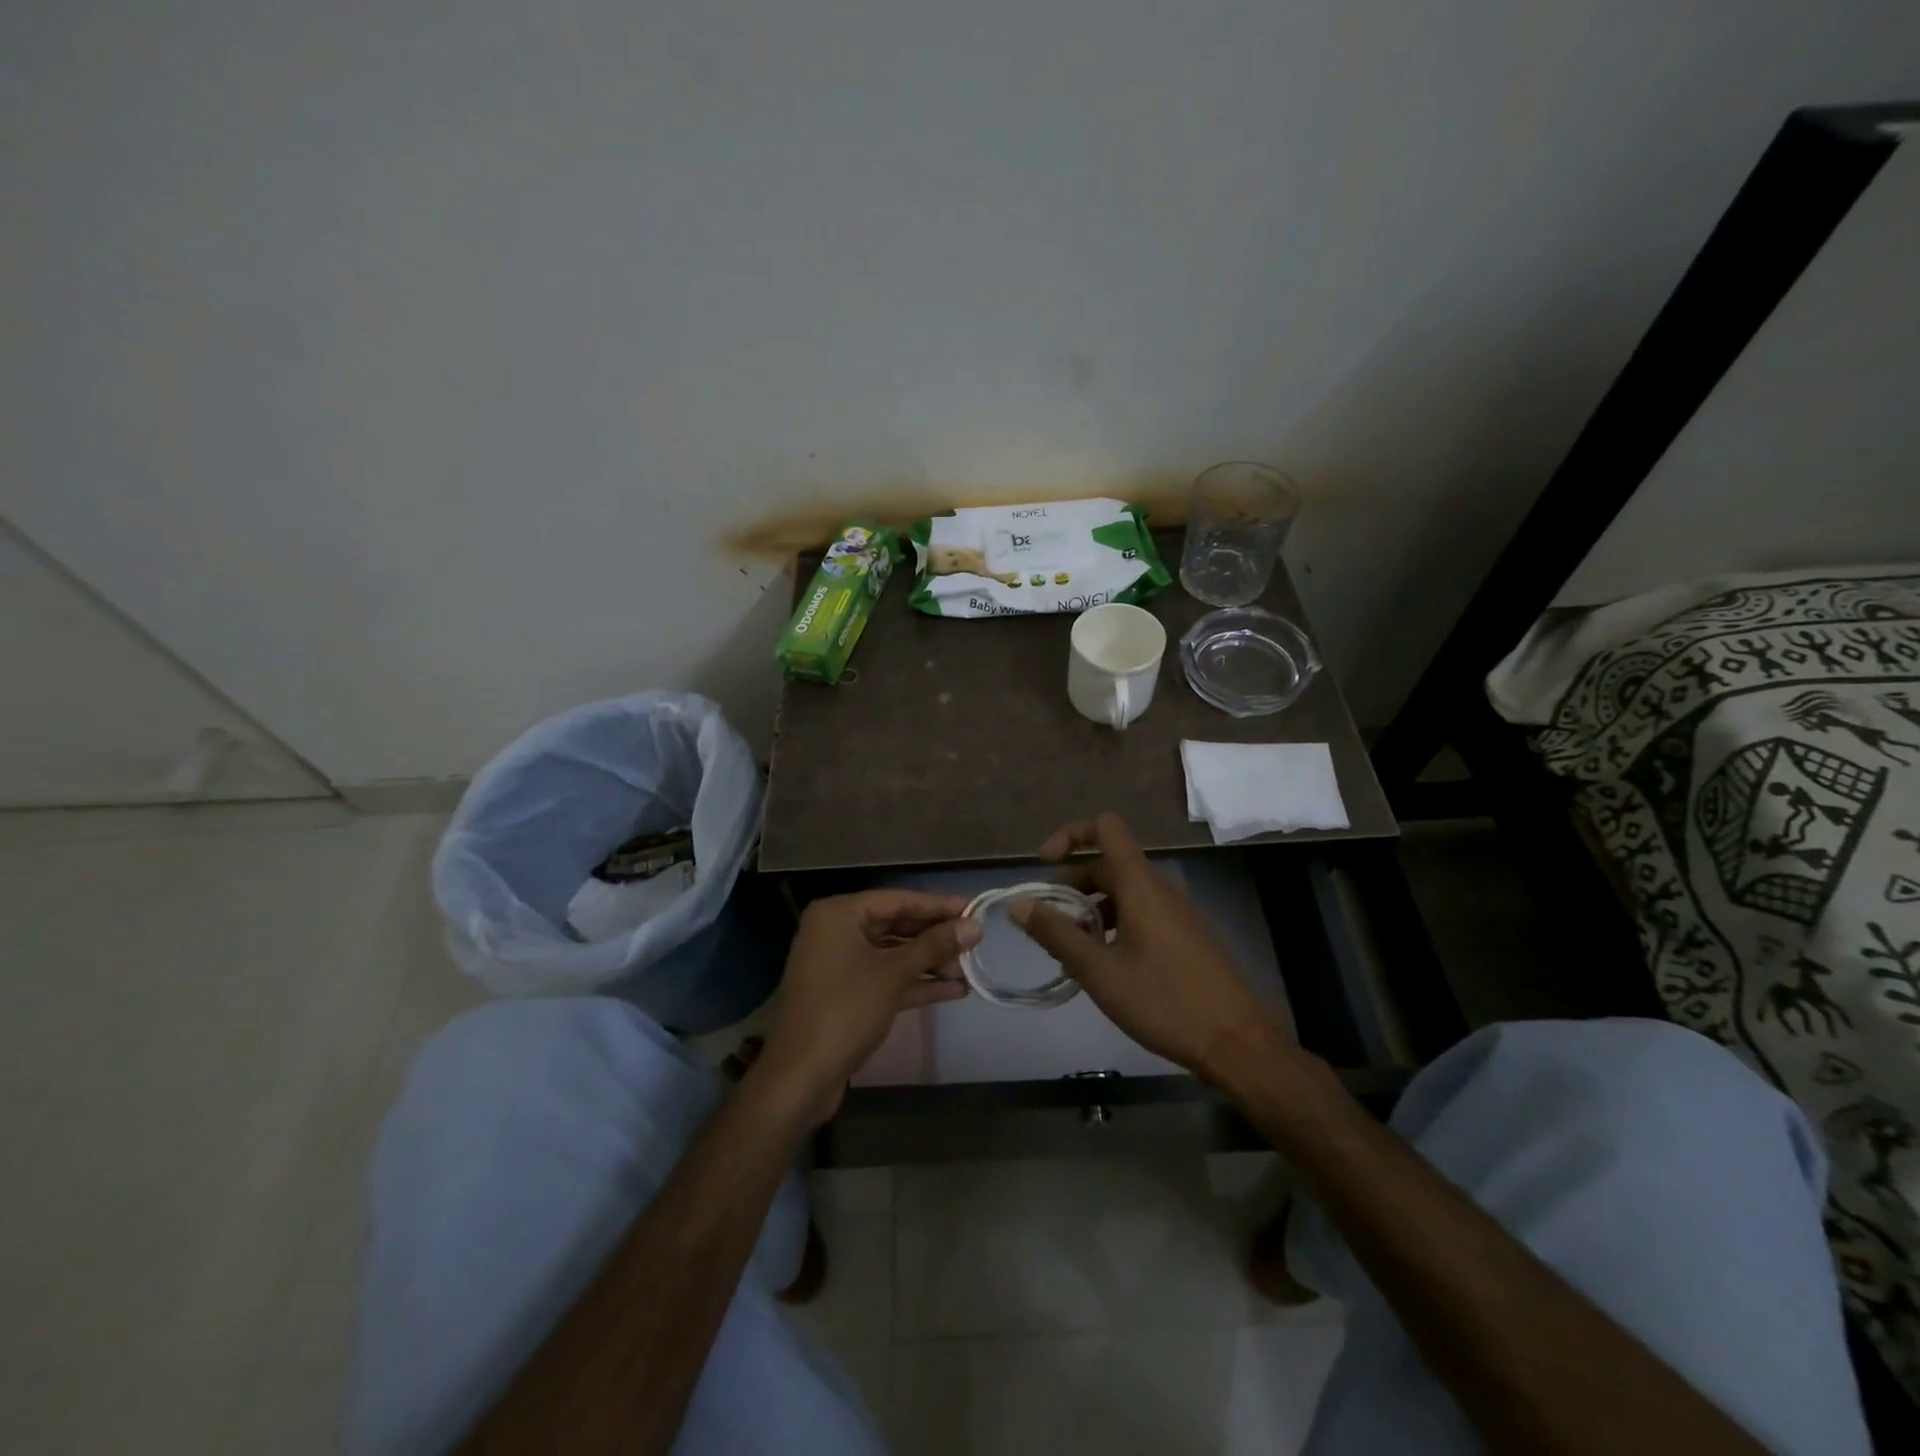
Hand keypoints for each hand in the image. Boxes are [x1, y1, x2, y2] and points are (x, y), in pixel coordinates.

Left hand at [755, 890, 978, 1125]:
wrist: (800, 1077)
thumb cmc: (845, 1010)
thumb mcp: (893, 974)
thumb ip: (934, 946)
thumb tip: (975, 926)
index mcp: (839, 914)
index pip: (897, 900)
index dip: (938, 906)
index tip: (974, 909)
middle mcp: (837, 932)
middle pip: (896, 926)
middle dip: (935, 937)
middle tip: (975, 942)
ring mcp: (840, 965)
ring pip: (893, 955)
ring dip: (929, 963)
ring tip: (969, 970)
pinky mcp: (847, 995)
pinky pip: (886, 978)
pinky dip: (915, 983)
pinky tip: (953, 990)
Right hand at [1011, 813, 1296, 1079]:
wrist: (1237, 1043)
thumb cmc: (1164, 1002)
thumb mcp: (1099, 971)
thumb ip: (1055, 933)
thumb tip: (1018, 904)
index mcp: (1140, 885)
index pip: (1106, 827)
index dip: (1071, 834)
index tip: (1044, 864)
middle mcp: (1160, 888)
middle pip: (1108, 865)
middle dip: (1072, 887)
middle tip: (1049, 926)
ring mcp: (1178, 913)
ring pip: (1124, 893)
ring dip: (1091, 910)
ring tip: (1072, 952)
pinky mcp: (1187, 936)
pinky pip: (1142, 914)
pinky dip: (1115, 925)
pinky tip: (1105, 967)